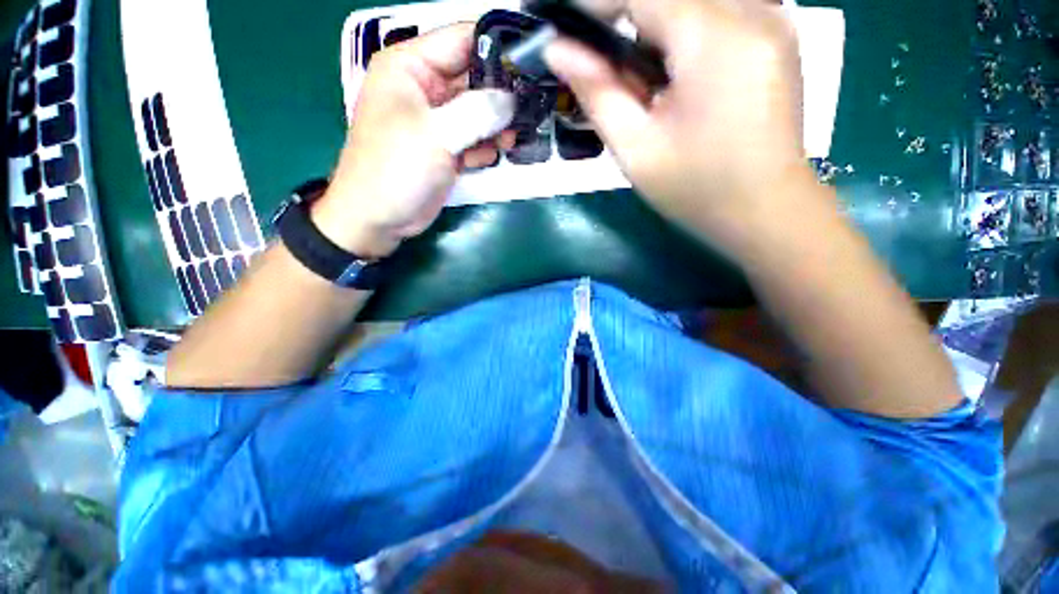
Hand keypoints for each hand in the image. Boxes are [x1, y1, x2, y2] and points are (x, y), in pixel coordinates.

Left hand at [313, 24, 514, 258]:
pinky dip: (484, 146)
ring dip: (496, 125)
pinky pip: (473, 138)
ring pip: (478, 111)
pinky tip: (489, 157)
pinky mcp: (445, 147)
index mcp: (410, 67)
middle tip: (528, 109)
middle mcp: (424, 88)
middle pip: (474, 77)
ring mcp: (437, 120)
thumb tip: (512, 99)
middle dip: (502, 94)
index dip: (496, 48)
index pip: (461, 40)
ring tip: (511, 138)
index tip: (530, 66)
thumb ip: (477, 112)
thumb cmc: (395, 169)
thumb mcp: (436, 134)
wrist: (379, 218)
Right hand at [545, 0, 824, 253]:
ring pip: (694, 1)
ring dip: (657, 30)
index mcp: (714, 39)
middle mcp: (753, 10)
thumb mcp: (636, 149)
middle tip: (610, 74)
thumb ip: (597, 92)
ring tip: (647, 85)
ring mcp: (773, 18)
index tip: (568, 33)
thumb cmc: (696, 189)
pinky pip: (720, 9)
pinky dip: (686, 31)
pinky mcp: (778, 33)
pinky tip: (680, 76)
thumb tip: (558, 50)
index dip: (596, 6)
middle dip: (627, 21)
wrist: (765, 210)